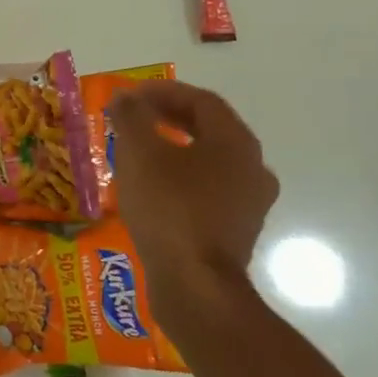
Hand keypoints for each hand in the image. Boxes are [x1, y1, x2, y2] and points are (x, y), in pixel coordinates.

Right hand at [109, 80, 278, 309]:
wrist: (195, 285)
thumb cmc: (169, 208)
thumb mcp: (139, 154)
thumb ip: (131, 118)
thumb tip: (125, 97)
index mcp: (235, 144)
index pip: (202, 101)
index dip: (163, 91)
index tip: (130, 94)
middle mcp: (252, 169)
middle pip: (209, 129)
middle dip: (169, 117)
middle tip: (133, 117)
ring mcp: (248, 203)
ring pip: (208, 161)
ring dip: (174, 148)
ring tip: (137, 151)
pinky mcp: (234, 231)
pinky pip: (207, 190)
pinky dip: (179, 178)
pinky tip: (151, 189)